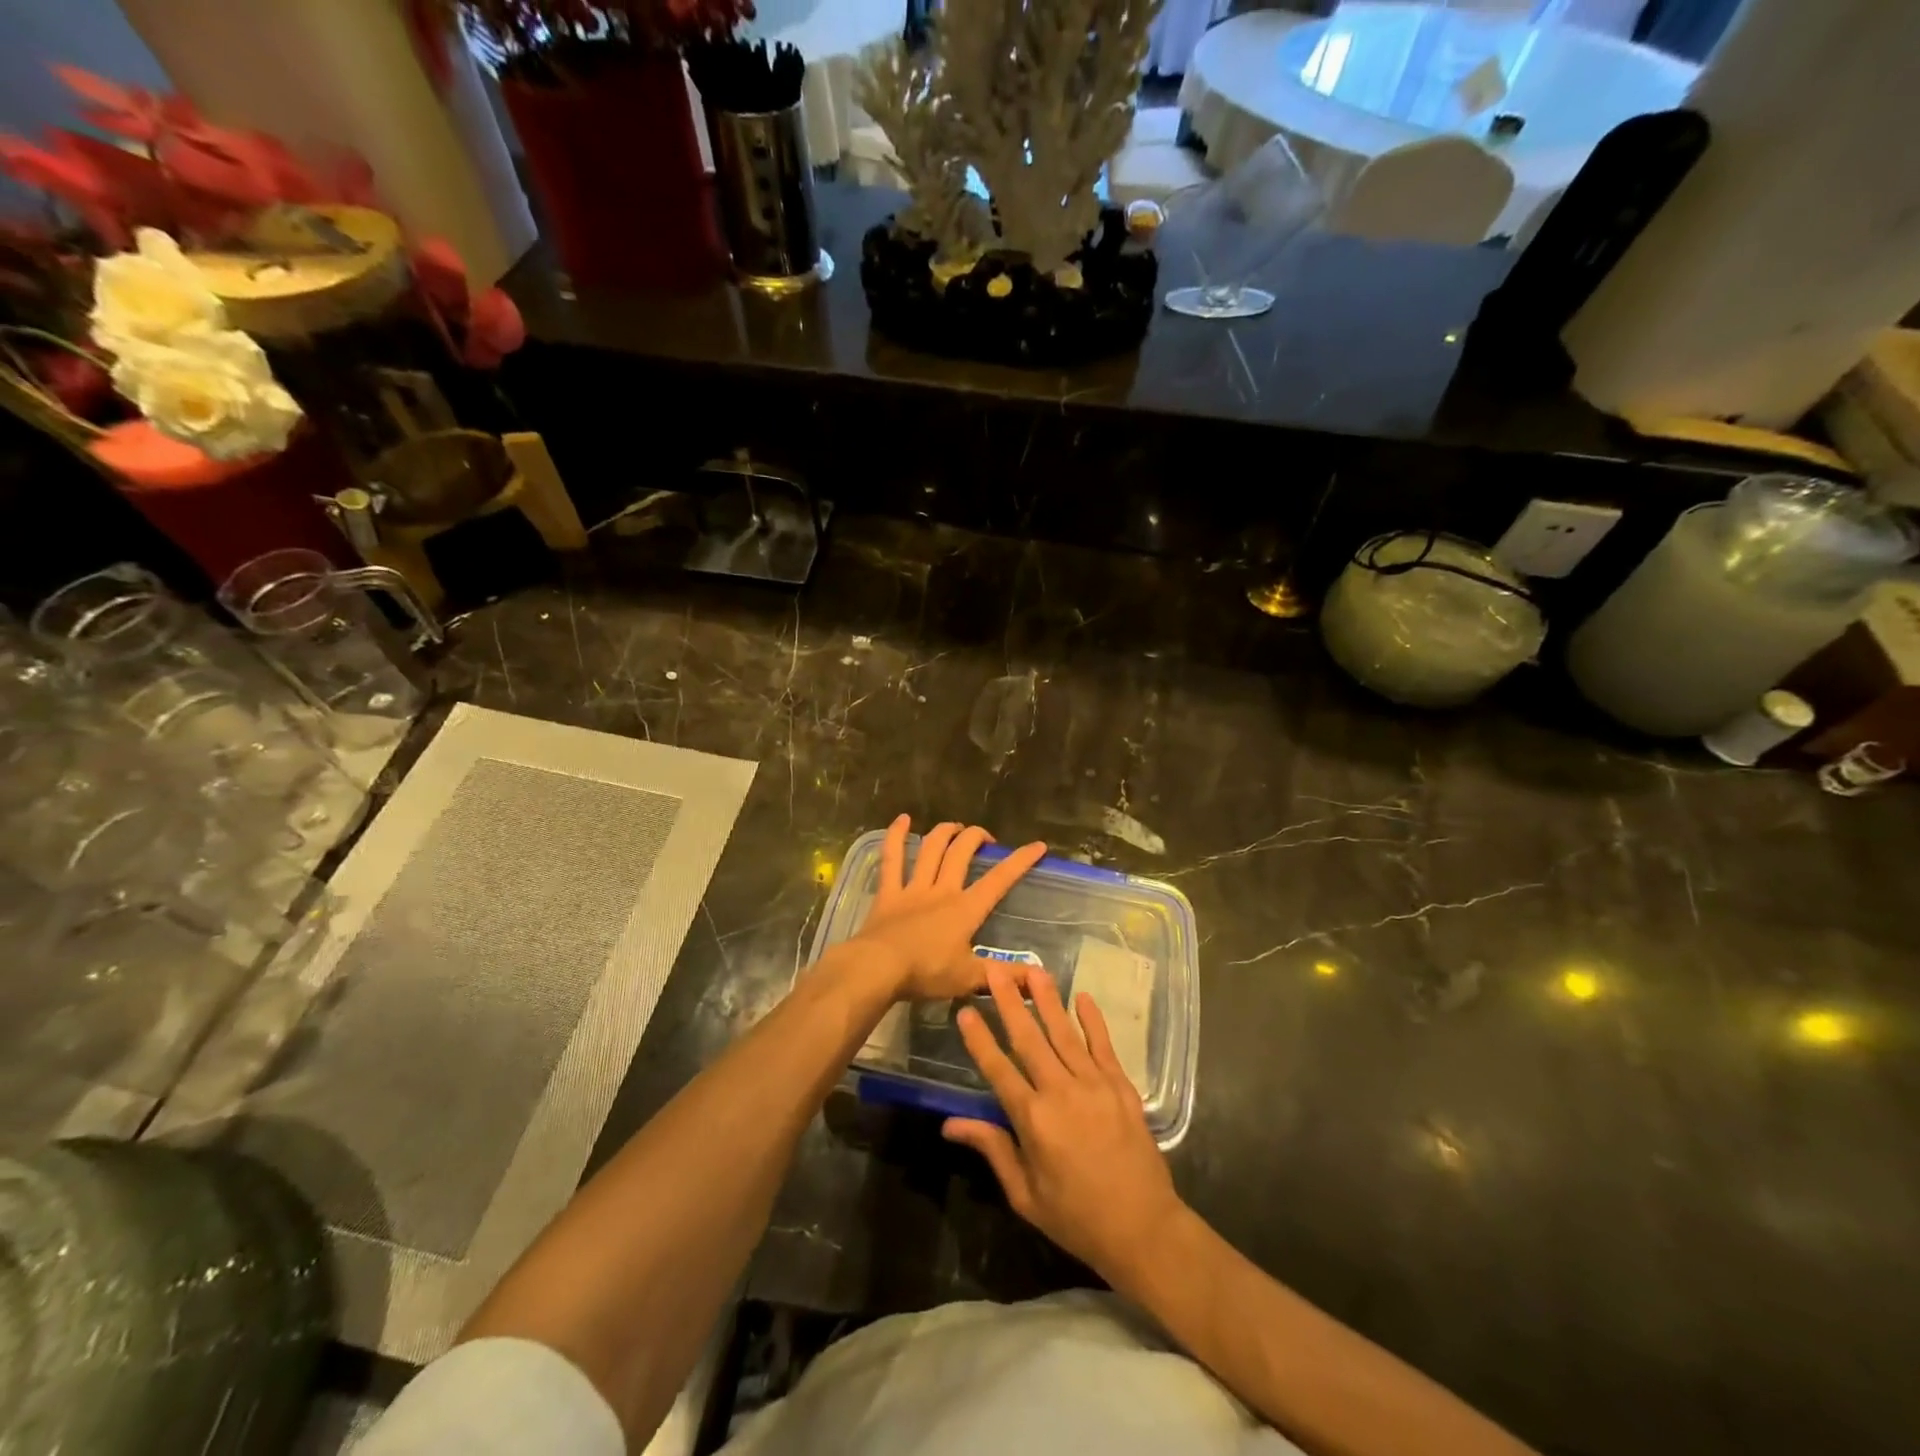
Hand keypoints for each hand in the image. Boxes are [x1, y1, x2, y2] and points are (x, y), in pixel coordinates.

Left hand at [851, 815, 1046, 1001]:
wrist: (878, 968)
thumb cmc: (926, 973)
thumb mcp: (970, 978)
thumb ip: (1004, 975)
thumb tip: (1038, 977)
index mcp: (965, 909)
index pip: (999, 880)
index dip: (1020, 861)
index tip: (1037, 845)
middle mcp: (942, 890)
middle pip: (962, 853)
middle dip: (977, 838)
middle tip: (986, 838)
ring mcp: (913, 888)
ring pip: (932, 849)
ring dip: (945, 833)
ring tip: (954, 827)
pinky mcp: (888, 892)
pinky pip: (892, 858)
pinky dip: (896, 836)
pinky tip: (902, 819)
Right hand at [944, 965, 1185, 1287]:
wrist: (1144, 1229)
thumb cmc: (1077, 1218)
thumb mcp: (1025, 1194)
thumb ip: (992, 1149)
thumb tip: (950, 1124)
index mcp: (1033, 1120)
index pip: (998, 1069)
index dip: (979, 1039)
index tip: (964, 1011)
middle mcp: (1061, 1092)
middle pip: (1028, 1038)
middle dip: (1009, 1001)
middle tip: (995, 969)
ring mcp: (1094, 1084)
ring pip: (1064, 1032)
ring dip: (1047, 999)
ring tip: (1032, 969)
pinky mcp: (1121, 1085)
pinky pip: (1103, 1045)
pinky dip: (1092, 1020)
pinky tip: (1082, 997)